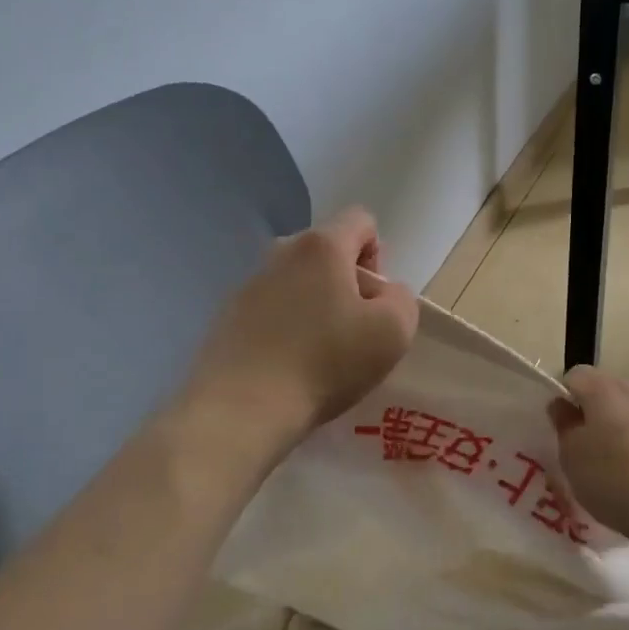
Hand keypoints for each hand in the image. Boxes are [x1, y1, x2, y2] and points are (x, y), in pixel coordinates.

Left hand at [182, 207, 418, 451]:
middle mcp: (281, 252)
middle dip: (347, 281)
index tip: (374, 300)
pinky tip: (288, 365)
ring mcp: (248, 283)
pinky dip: (285, 326)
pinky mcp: (227, 316)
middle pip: (327, 251)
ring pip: (297, 281)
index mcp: (322, 245)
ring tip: (319, 353)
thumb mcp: (393, 331)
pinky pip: (271, 308)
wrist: (241, 408)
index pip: (361, 221)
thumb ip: (401, 299)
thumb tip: (382, 294)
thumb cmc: (325, 362)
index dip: (378, 254)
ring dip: (315, 305)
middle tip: (353, 329)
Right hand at [549, 368, 628, 558]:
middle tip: (582, 450)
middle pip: (603, 390)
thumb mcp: (573, 459)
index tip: (560, 430)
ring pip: (628, 411)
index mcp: (604, 388)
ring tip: (610, 468)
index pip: (574, 376)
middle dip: (590, 413)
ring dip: (615, 430)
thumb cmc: (619, 481)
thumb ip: (564, 427)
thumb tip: (563, 406)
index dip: (562, 399)